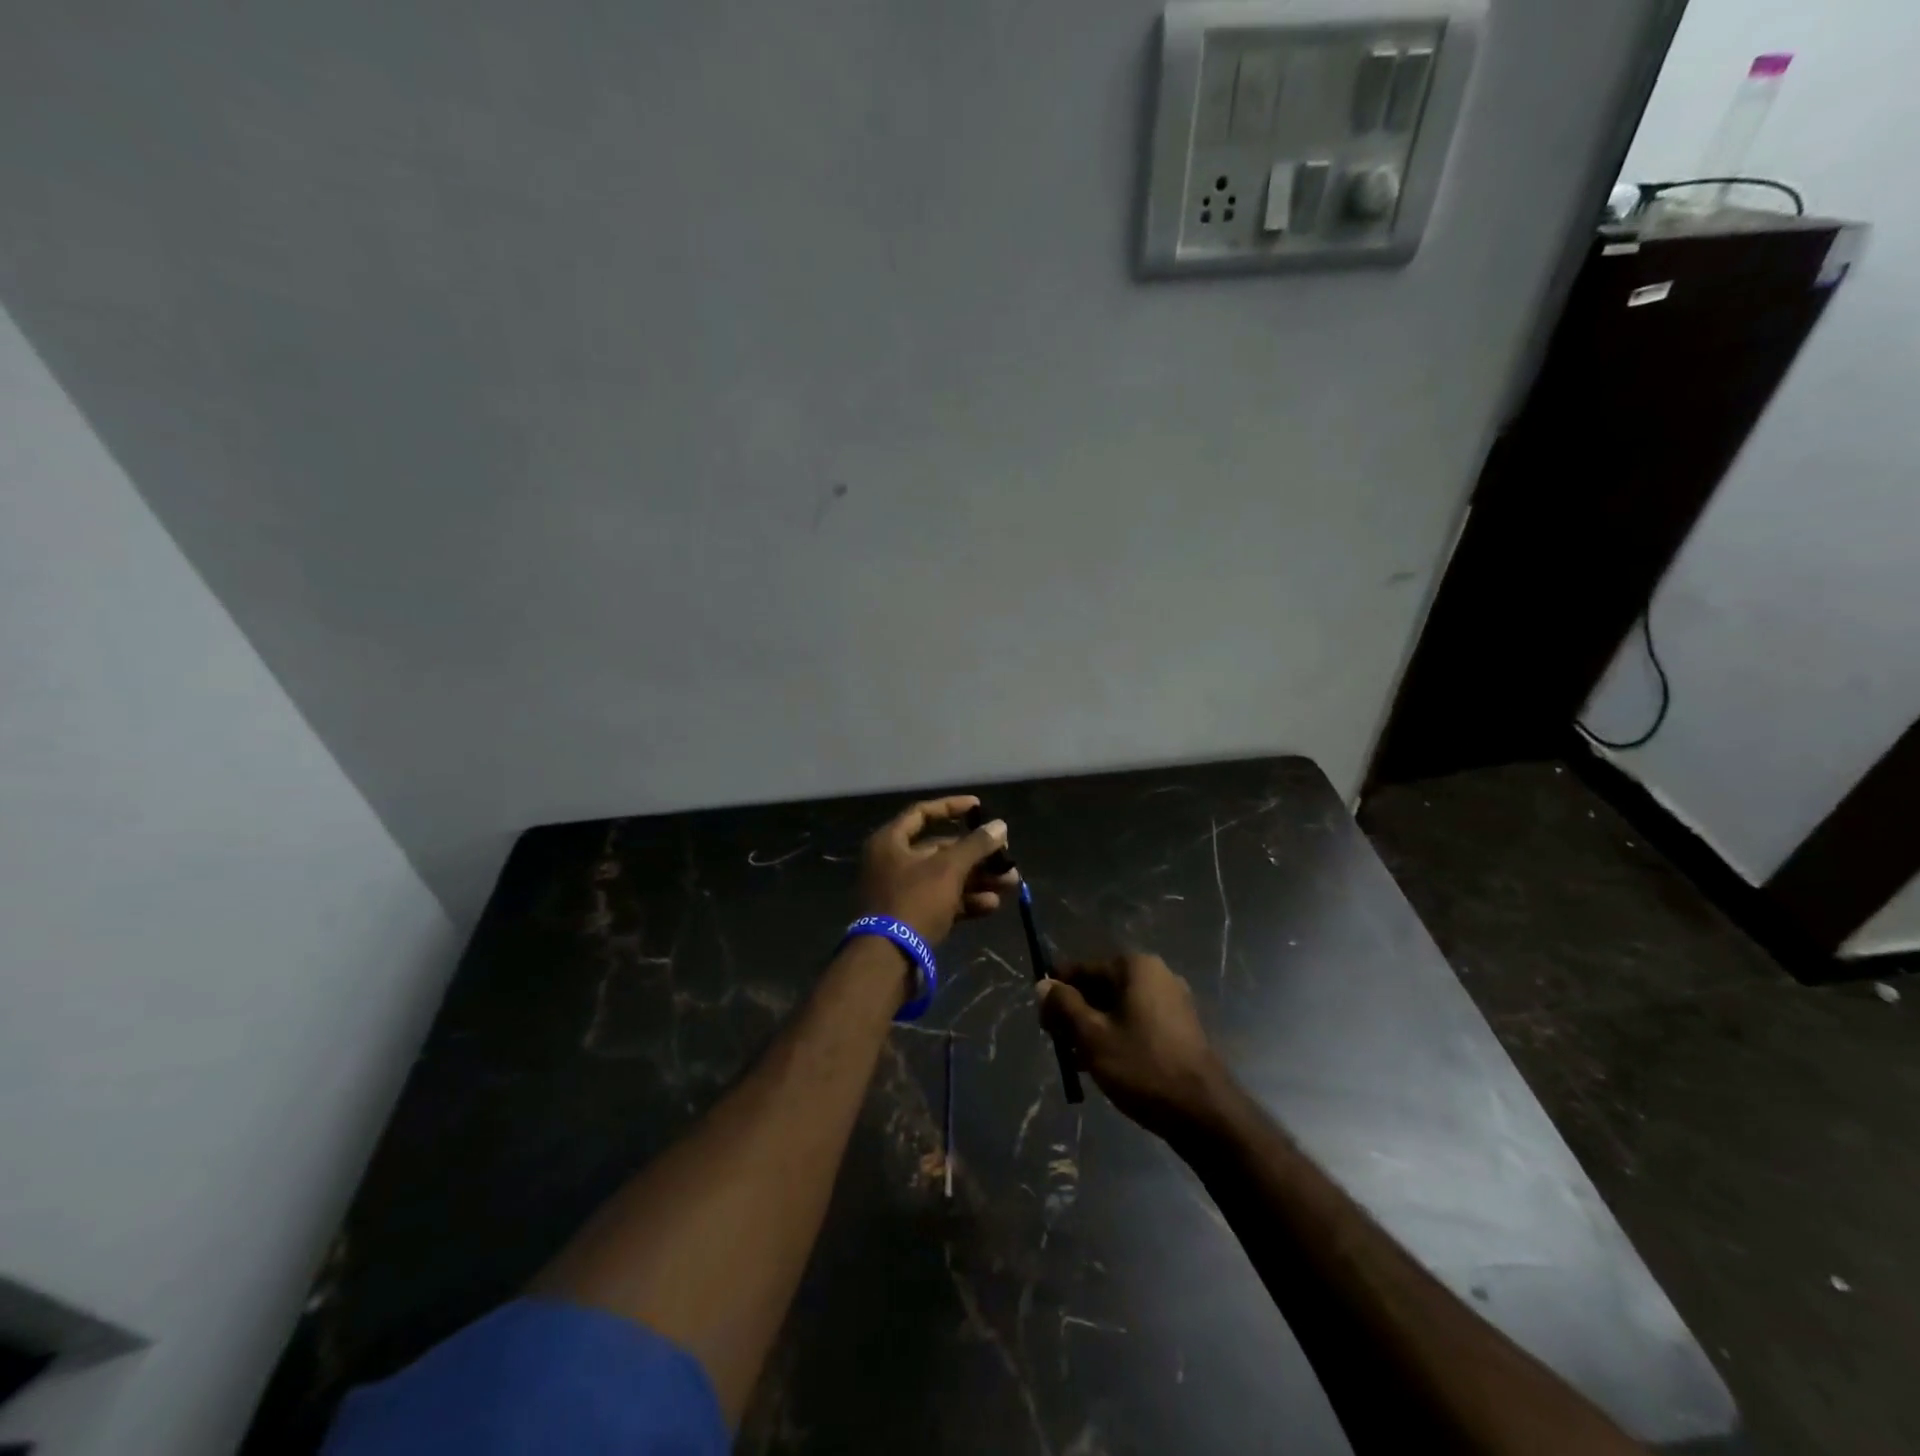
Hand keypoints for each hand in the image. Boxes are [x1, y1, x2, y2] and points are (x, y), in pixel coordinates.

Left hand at [859, 796, 1019, 945]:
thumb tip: (1000, 826)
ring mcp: (902, 892)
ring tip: (1011, 883)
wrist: (889, 959)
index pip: (922, 813)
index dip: (951, 807)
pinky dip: (966, 901)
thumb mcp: (948, 868)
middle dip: (977, 854)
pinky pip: (943, 901)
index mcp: (890, 842)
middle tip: (1006, 857)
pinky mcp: (912, 918)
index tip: (979, 807)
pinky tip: (993, 905)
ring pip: (946, 878)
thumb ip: (975, 845)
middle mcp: (893, 863)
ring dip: (978, 879)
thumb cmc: (915, 901)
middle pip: (940, 850)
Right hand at [1038, 954, 1228, 1137]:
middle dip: (1075, 1013)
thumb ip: (1064, 1006)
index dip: (1057, 993)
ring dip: (1094, 1028)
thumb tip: (1043, 985)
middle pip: (1100, 986)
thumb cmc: (1142, 1066)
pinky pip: (1137, 1022)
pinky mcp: (1180, 1027)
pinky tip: (1103, 1065)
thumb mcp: (1092, 1036)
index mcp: (1134, 967)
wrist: (1204, 1113)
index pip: (1081, 969)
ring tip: (1077, 1061)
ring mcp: (1172, 1001)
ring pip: (1118, 1007)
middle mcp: (1156, 974)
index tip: (1043, 1023)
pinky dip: (1117, 1036)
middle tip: (1059, 1045)